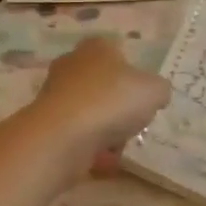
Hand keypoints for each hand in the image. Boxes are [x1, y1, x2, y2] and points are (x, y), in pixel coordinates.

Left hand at [26, 38, 170, 172]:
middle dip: (117, 103)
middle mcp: (72, 63)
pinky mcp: (47, 120)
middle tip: (133, 122)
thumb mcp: (154, 91)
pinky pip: (77, 132)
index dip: (133, 73)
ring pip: (89, 108)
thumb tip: (154, 94)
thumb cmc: (112, 101)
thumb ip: (159, 89)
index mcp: (96, 47)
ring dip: (104, 127)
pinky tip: (102, 159)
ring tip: (118, 145)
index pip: (117, 51)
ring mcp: (55, 91)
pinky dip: (90, 144)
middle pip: (102, 82)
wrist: (63, 136)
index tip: (142, 96)